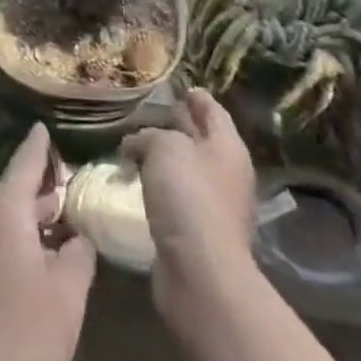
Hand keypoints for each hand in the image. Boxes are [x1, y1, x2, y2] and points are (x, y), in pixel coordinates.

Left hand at [0, 124, 97, 360]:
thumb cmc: (20, 334)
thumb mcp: (68, 294)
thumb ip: (79, 253)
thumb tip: (77, 237)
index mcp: (4, 207)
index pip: (26, 160)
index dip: (41, 144)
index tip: (46, 124)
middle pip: (16, 189)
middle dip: (43, 188)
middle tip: (72, 186)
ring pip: (5, 216)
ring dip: (30, 218)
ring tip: (59, 222)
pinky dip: (15, 237)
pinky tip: (34, 257)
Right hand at [121, 89, 257, 326]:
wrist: (200, 273)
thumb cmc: (188, 197)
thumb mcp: (164, 148)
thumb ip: (149, 136)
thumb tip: (136, 144)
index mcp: (227, 146)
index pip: (212, 110)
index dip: (196, 97)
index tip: (180, 88)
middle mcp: (225, 172)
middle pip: (200, 138)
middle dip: (178, 125)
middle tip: (149, 113)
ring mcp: (213, 205)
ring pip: (185, 169)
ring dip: (164, 158)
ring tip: (134, 148)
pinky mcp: (196, 232)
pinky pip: (176, 198)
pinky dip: (159, 187)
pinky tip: (137, 185)